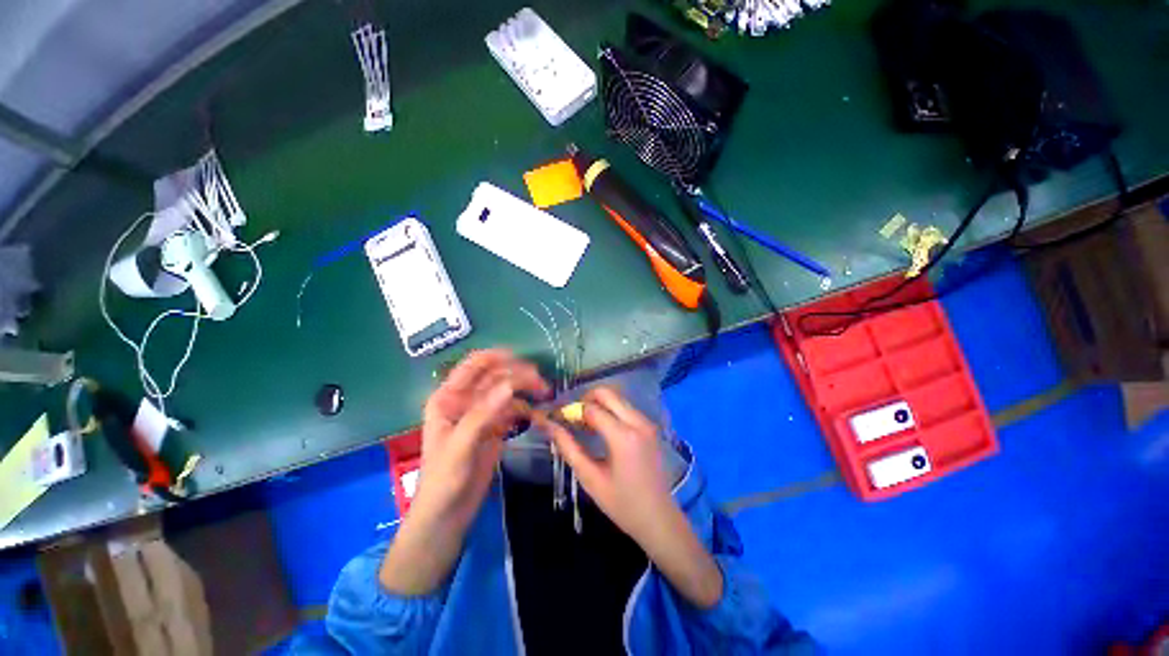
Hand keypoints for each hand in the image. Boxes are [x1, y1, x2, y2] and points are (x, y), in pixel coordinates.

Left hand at [381, 350, 548, 595]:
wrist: (448, 515)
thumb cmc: (443, 480)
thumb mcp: (460, 446)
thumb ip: (483, 414)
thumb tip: (510, 384)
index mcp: (449, 397)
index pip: (473, 366)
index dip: (497, 357)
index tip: (523, 360)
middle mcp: (466, 400)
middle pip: (495, 375)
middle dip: (518, 374)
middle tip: (541, 382)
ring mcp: (482, 413)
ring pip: (507, 390)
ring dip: (525, 388)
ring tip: (545, 392)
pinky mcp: (495, 427)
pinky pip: (512, 409)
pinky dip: (525, 406)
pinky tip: (537, 410)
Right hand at [535, 387, 672, 539]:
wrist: (659, 519)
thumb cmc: (622, 504)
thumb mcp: (590, 478)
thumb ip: (568, 448)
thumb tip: (549, 426)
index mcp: (623, 436)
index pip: (591, 408)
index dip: (571, 410)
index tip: (558, 418)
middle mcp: (638, 422)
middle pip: (607, 393)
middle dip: (586, 399)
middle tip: (573, 418)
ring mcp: (647, 422)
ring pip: (618, 398)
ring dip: (599, 404)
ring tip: (585, 425)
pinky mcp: (650, 426)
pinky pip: (626, 407)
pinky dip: (610, 410)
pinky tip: (602, 429)